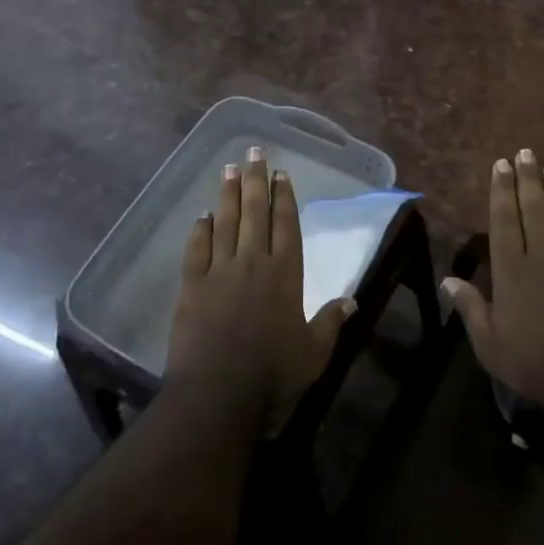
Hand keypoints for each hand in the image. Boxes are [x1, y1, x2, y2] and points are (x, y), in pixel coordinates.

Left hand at [167, 147, 355, 432]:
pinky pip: (196, 249)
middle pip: (255, 212)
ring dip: (228, 195)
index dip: (285, 196)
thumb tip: (351, 301)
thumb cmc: (273, 373)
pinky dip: (199, 230)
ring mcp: (219, 271)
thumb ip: (330, 323)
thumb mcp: (314, 353)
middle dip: (256, 180)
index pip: (286, 224)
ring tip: (228, 168)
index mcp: (285, 274)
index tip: (282, 172)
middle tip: (253, 151)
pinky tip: (202, 215)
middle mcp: (253, 262)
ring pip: (225, 223)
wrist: (218, 393)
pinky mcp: (192, 286)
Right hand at [440, 149, 543, 427]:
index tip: (501, 165)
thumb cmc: (537, 366)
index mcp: (512, 273)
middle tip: (526, 152)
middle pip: (534, 212)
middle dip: (528, 181)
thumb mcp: (491, 346)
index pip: (504, 222)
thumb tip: (448, 280)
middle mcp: (543, 260)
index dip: (502, 192)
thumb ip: (471, 309)